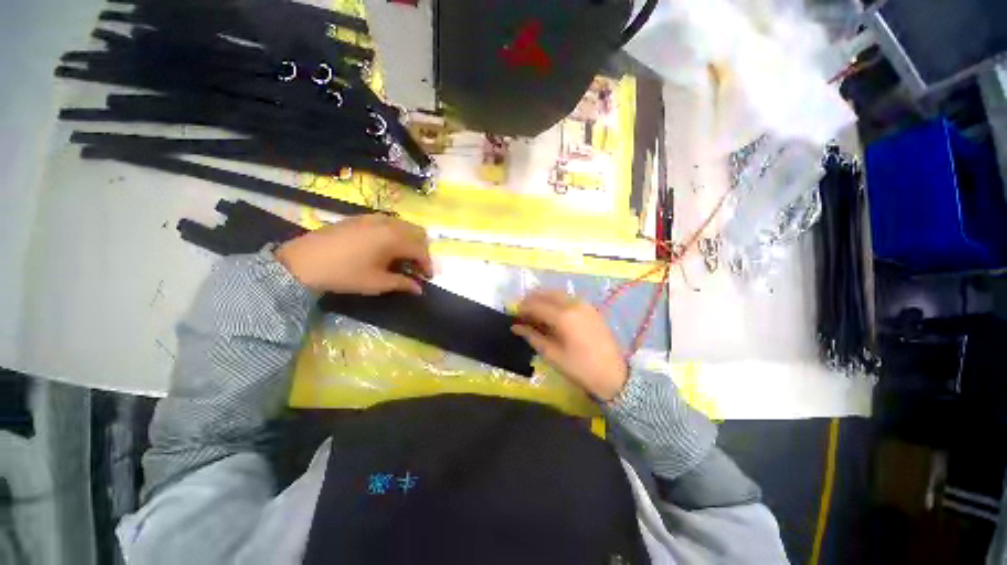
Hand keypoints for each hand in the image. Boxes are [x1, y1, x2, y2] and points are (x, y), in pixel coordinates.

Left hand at [275, 214, 432, 295]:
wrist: (302, 262)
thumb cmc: (344, 274)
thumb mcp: (377, 283)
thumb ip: (403, 283)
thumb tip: (419, 288)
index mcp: (394, 239)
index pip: (421, 250)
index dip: (428, 265)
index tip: (427, 278)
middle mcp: (389, 223)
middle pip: (418, 233)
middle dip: (422, 250)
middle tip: (416, 267)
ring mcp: (374, 217)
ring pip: (404, 225)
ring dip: (410, 241)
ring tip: (402, 258)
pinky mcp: (361, 217)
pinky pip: (389, 222)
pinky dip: (396, 234)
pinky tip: (385, 247)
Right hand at [512, 290, 627, 401]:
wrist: (613, 375)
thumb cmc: (579, 368)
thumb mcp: (552, 355)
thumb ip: (532, 336)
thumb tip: (515, 326)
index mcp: (563, 316)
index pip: (536, 304)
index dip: (522, 308)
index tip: (514, 315)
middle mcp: (573, 304)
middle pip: (546, 294)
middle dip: (532, 300)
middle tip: (523, 313)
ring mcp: (584, 304)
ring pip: (558, 293)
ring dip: (544, 299)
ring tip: (536, 312)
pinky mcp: (591, 308)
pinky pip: (569, 298)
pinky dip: (556, 301)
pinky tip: (552, 313)